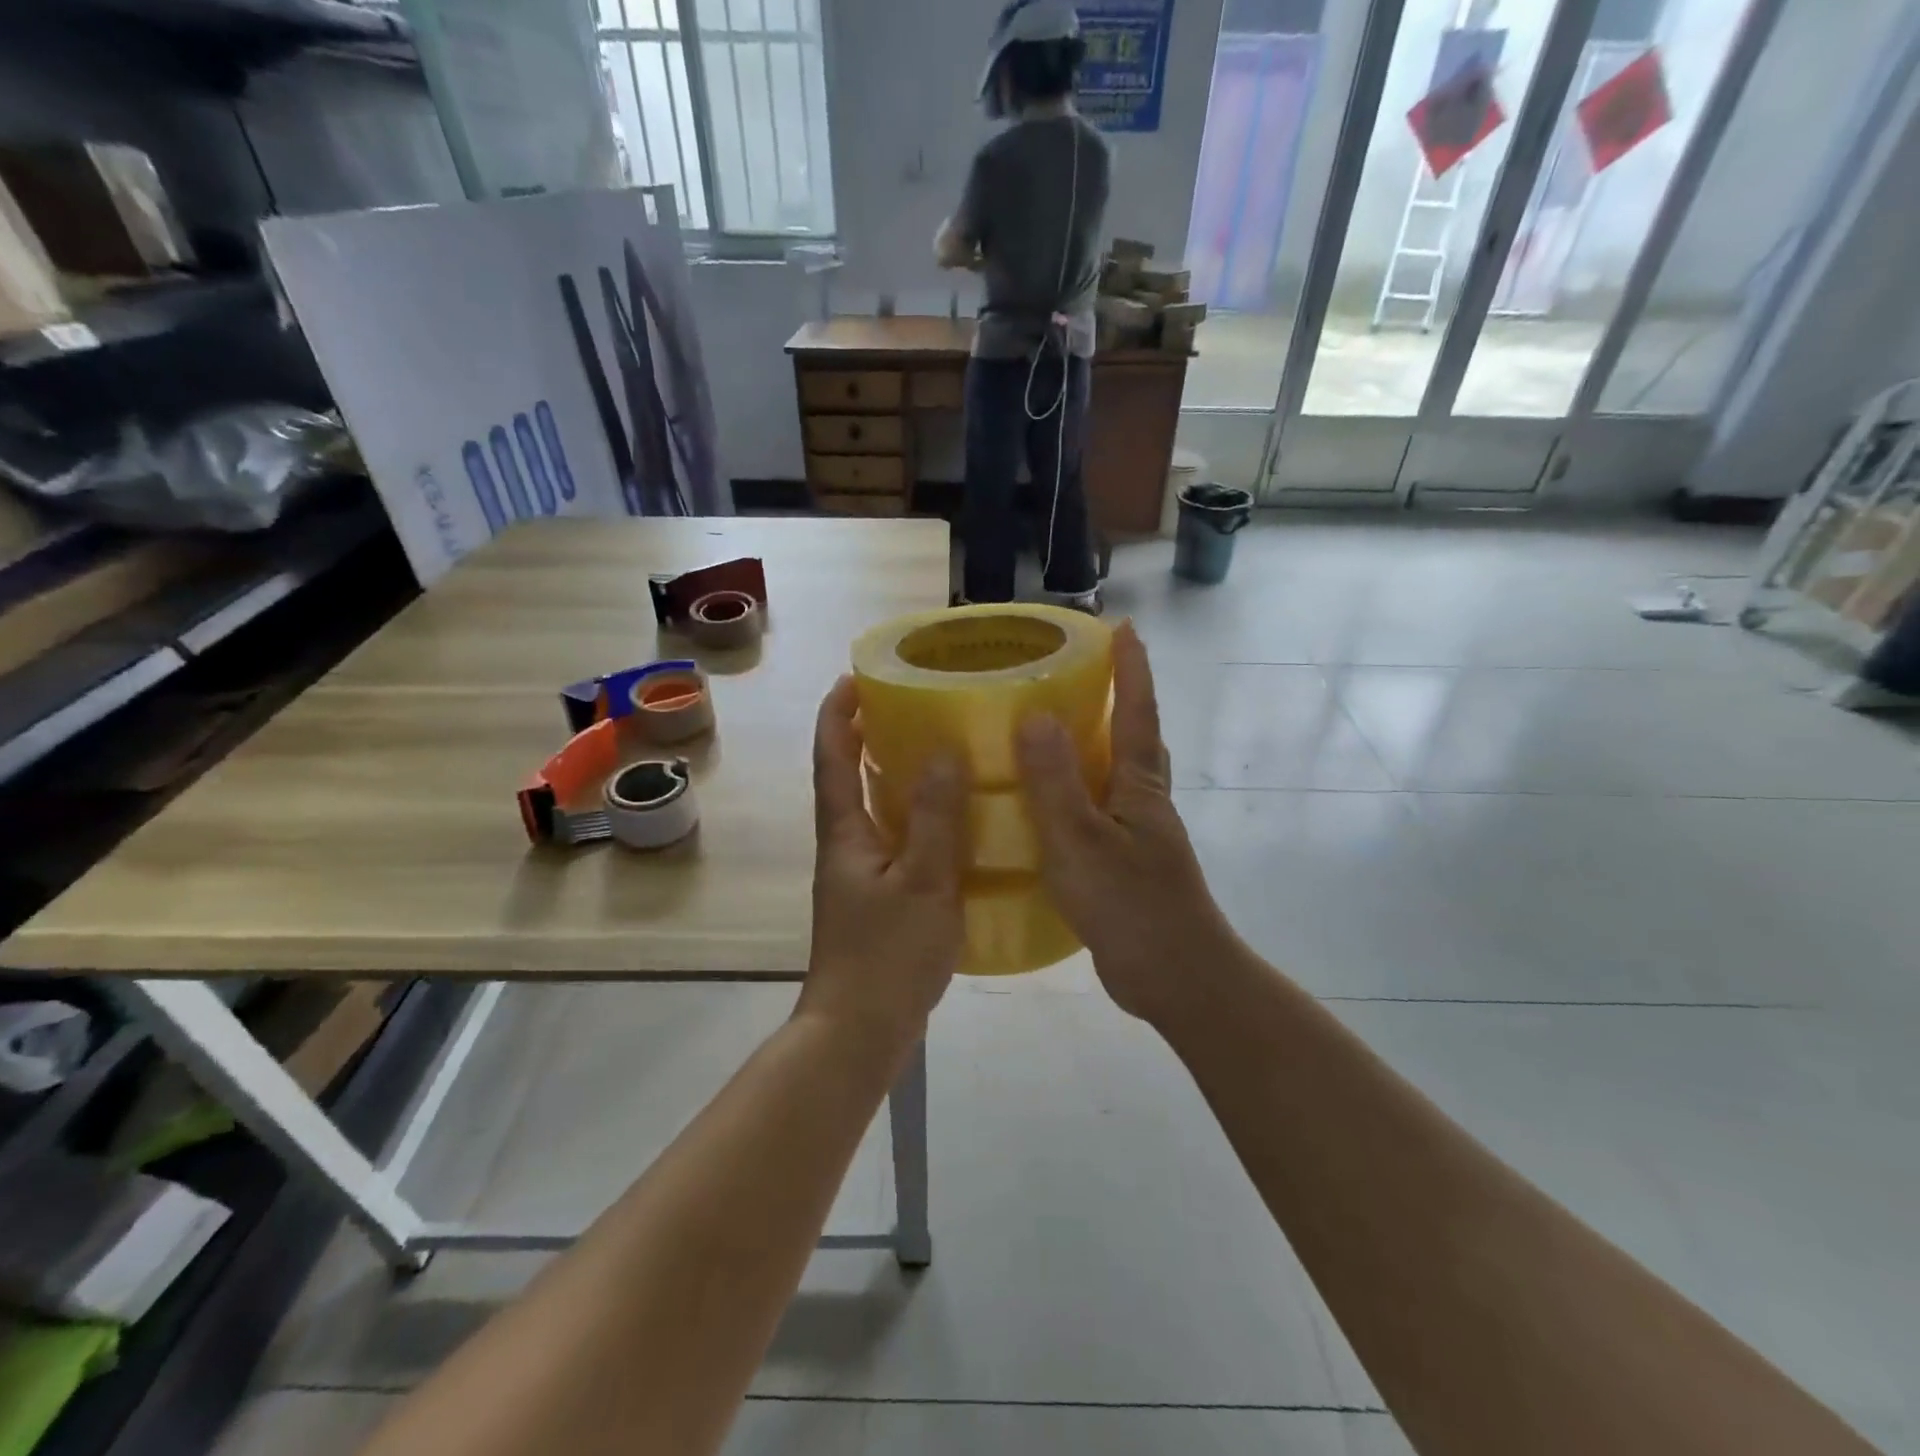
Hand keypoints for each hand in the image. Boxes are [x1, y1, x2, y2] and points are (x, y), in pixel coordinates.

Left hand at [800, 676, 967, 1048]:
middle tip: (904, 703)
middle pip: (845, 775)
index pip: (832, 757)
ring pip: (870, 807)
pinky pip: (893, 837)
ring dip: (889, 772)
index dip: (838, 714)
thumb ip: (935, 818)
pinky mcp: (876, 897)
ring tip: (932, 747)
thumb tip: (943, 751)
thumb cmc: (887, 955)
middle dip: (864, 734)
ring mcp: (857, 873)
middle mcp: (844, 844)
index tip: (854, 677)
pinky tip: (948, 819)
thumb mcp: (923, 882)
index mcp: (844, 832)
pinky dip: (912, 814)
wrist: (859, 1032)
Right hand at [1016, 624, 1239, 1027]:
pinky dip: (1078, 795)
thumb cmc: (1131, 904)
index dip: (1131, 668)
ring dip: (1095, 748)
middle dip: (1118, 701)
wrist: (1178, 978)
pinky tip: (1046, 810)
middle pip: (1135, 738)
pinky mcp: (1125, 866)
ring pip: (1117, 777)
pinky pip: (1099, 812)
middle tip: (1080, 677)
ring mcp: (1138, 836)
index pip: (1137, 711)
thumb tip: (1037, 714)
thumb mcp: (1081, 840)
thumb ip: (1055, 781)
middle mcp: (1143, 802)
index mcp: (1139, 785)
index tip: (1123, 626)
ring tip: (1052, 735)